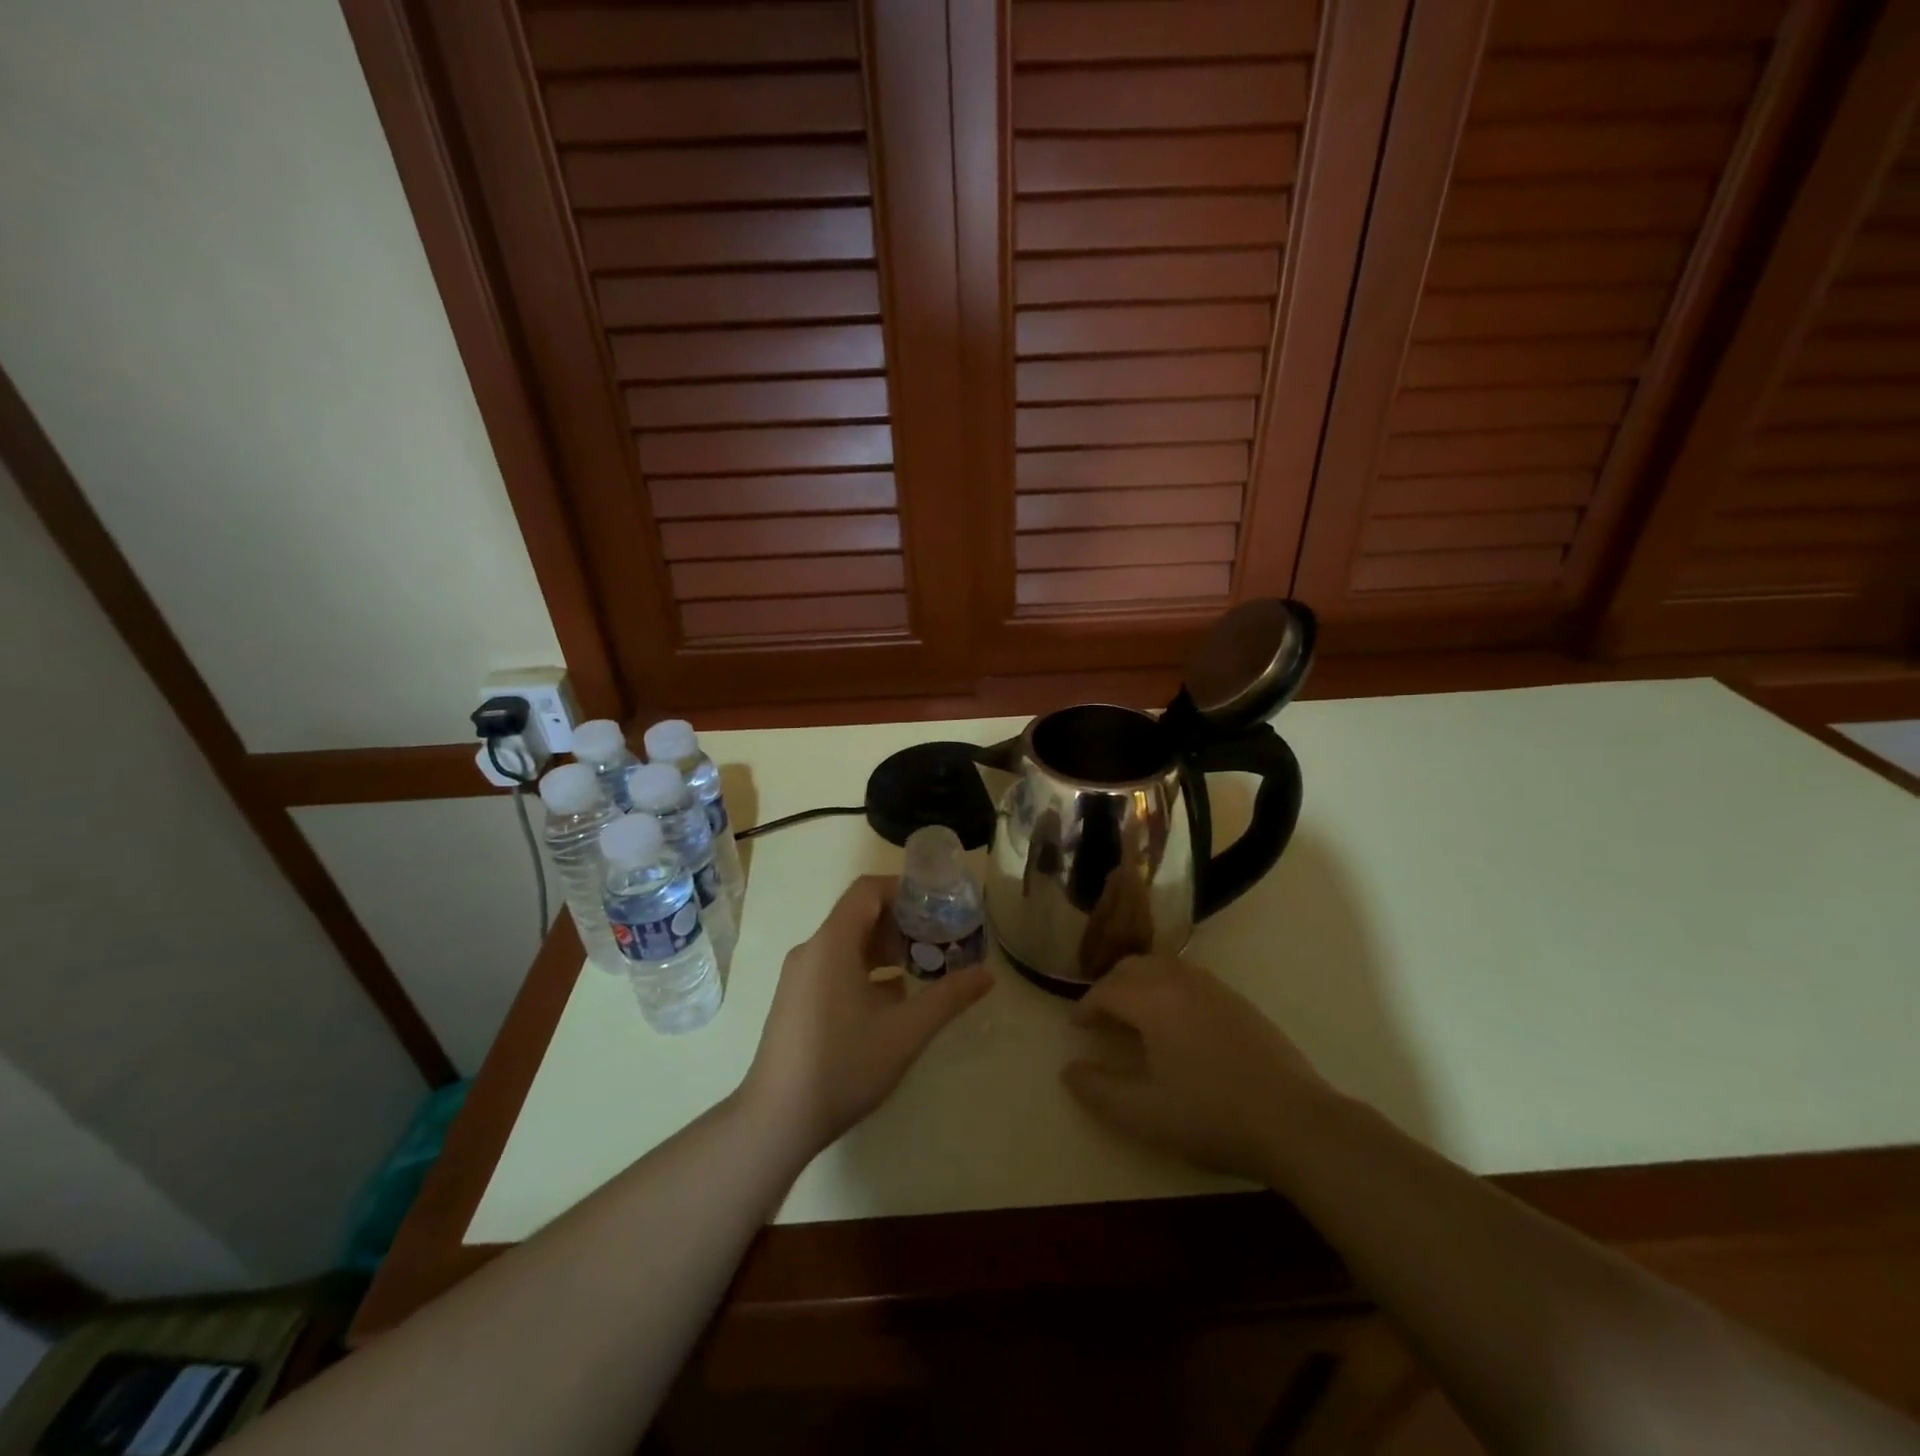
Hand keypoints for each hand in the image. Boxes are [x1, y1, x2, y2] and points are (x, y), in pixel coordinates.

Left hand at [741, 875, 993, 1157]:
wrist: (774, 1121)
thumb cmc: (842, 1066)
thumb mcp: (905, 1032)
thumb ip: (948, 997)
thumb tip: (988, 974)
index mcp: (832, 943)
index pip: (868, 890)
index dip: (904, 890)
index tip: (938, 907)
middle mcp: (812, 950)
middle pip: (860, 915)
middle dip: (902, 923)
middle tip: (940, 941)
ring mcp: (800, 977)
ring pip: (848, 944)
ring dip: (886, 950)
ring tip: (923, 969)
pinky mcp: (796, 1000)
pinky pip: (835, 967)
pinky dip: (867, 971)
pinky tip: (893, 1002)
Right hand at [1062, 954, 1334, 1182]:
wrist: (1295, 1123)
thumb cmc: (1212, 1116)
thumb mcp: (1144, 1114)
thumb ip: (1098, 1090)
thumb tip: (1069, 1069)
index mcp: (1155, 1000)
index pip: (1107, 989)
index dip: (1086, 1006)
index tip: (1076, 1027)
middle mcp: (1181, 981)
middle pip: (1133, 967)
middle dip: (1110, 988)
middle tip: (1101, 1019)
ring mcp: (1214, 988)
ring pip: (1162, 966)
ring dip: (1139, 983)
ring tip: (1133, 1017)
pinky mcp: (1238, 1001)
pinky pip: (1188, 977)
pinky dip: (1166, 987)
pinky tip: (1175, 1024)